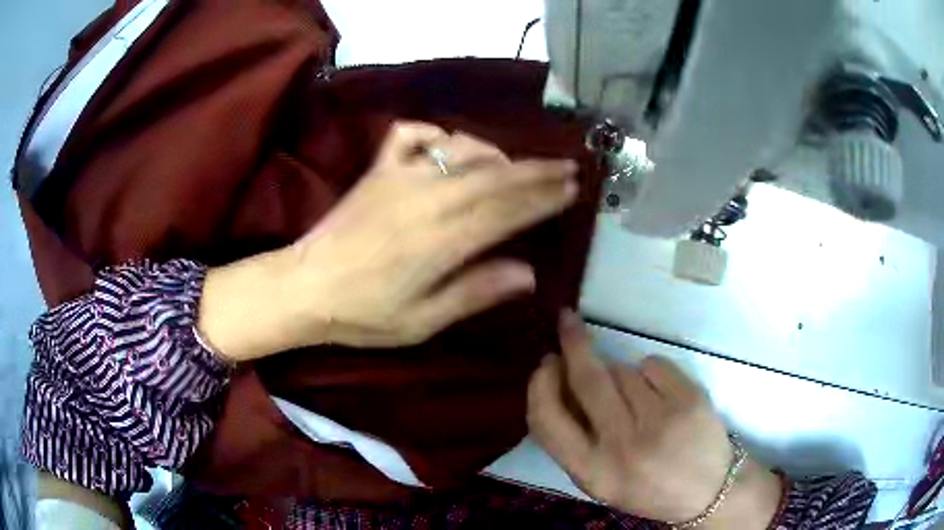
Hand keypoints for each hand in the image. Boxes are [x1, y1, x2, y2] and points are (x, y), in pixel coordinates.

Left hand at [198, 122, 578, 359]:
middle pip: (495, 177)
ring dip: (496, 154)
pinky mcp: (378, 169)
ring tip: (517, 166)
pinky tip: (449, 146)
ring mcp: (400, 177)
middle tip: (567, 167)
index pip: (507, 211)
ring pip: (462, 150)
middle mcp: (427, 198)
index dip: (544, 198)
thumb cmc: (364, 313)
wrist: (305, 286)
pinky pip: (412, 135)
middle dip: (536, 171)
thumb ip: (475, 293)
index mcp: (442, 240)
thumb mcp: (422, 321)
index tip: (572, 189)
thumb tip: (528, 272)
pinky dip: (438, 134)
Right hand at [527, 312, 781, 526]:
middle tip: (568, 321)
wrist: (708, 491)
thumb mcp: (601, 480)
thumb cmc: (648, 487)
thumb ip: (575, 440)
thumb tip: (559, 379)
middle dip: (574, 343)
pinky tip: (662, 395)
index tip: (545, 362)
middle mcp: (622, 447)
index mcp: (592, 473)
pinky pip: (653, 363)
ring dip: (621, 374)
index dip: (540, 385)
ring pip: (623, 370)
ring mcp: (660, 421)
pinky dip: (651, 371)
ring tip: (640, 401)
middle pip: (588, 379)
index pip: (547, 421)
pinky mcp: (689, 400)